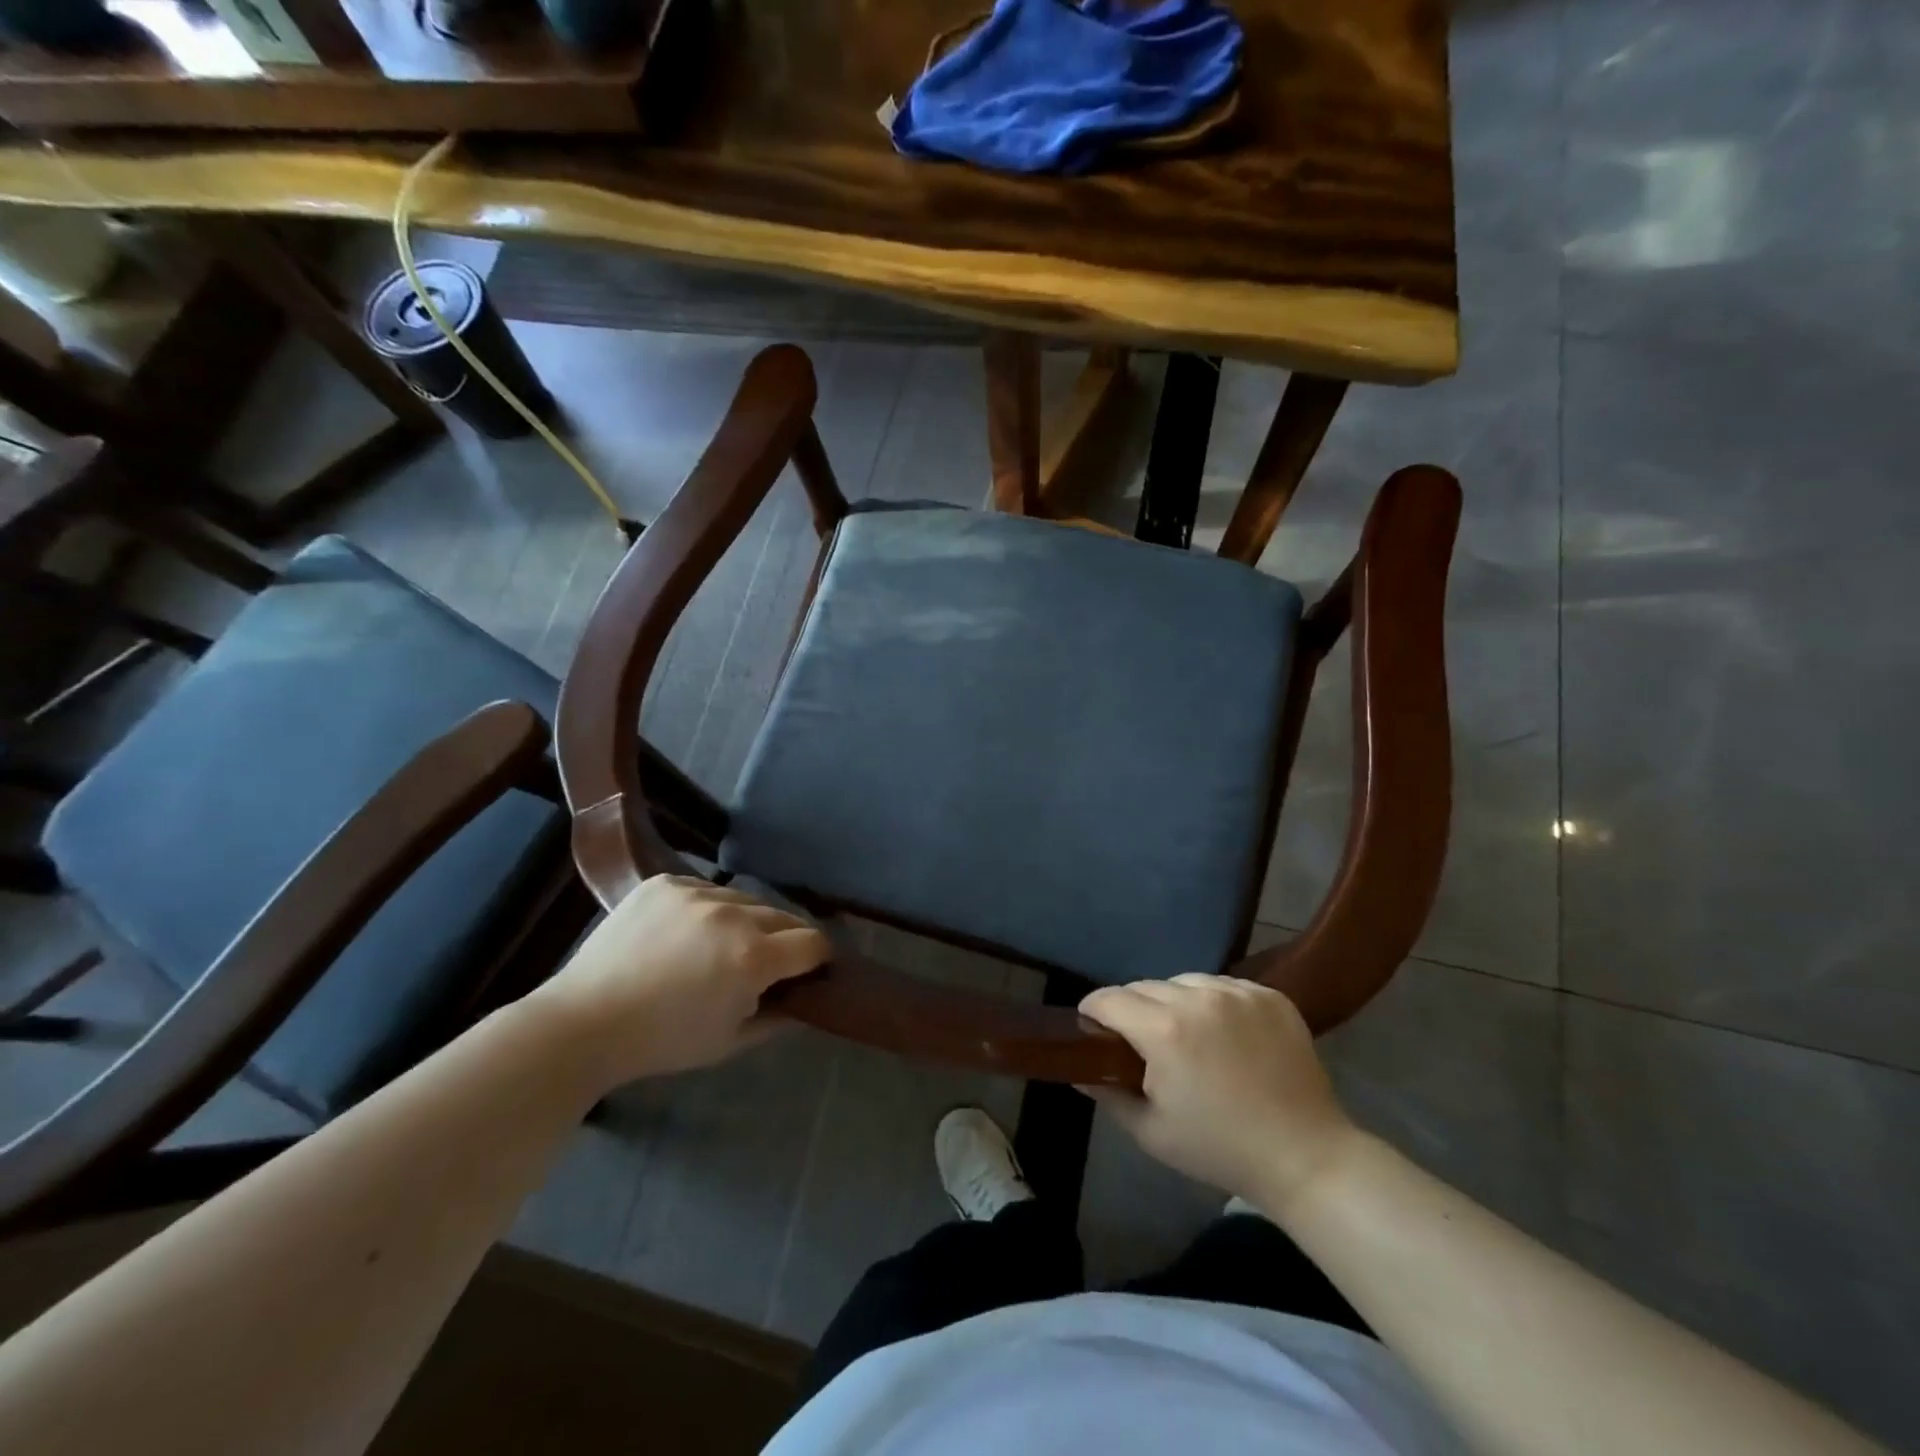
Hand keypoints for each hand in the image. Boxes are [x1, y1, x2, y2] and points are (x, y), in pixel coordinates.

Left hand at [528, 875, 829, 1086]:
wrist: (583, 1023)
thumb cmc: (662, 1042)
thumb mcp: (730, 1041)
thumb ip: (779, 1017)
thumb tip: (805, 1000)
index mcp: (752, 957)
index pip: (812, 942)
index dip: (817, 959)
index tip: (809, 971)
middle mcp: (732, 914)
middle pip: (783, 916)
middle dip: (784, 940)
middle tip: (765, 964)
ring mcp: (696, 892)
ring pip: (744, 900)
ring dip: (745, 921)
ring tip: (719, 947)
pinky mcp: (665, 882)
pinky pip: (705, 889)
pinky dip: (707, 909)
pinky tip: (685, 933)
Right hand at [1079, 974, 1358, 1216]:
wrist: (1306, 1157)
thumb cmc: (1220, 1148)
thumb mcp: (1151, 1131)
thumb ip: (1107, 1094)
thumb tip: (1079, 1071)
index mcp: (1164, 1030)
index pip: (1109, 999)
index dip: (1093, 1011)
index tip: (1091, 1027)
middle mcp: (1198, 997)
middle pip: (1145, 987)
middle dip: (1133, 1009)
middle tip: (1140, 1042)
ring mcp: (1238, 992)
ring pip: (1184, 981)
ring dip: (1174, 1001)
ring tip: (1186, 1034)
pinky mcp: (1269, 995)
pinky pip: (1223, 985)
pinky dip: (1213, 1002)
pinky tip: (1223, 1032)